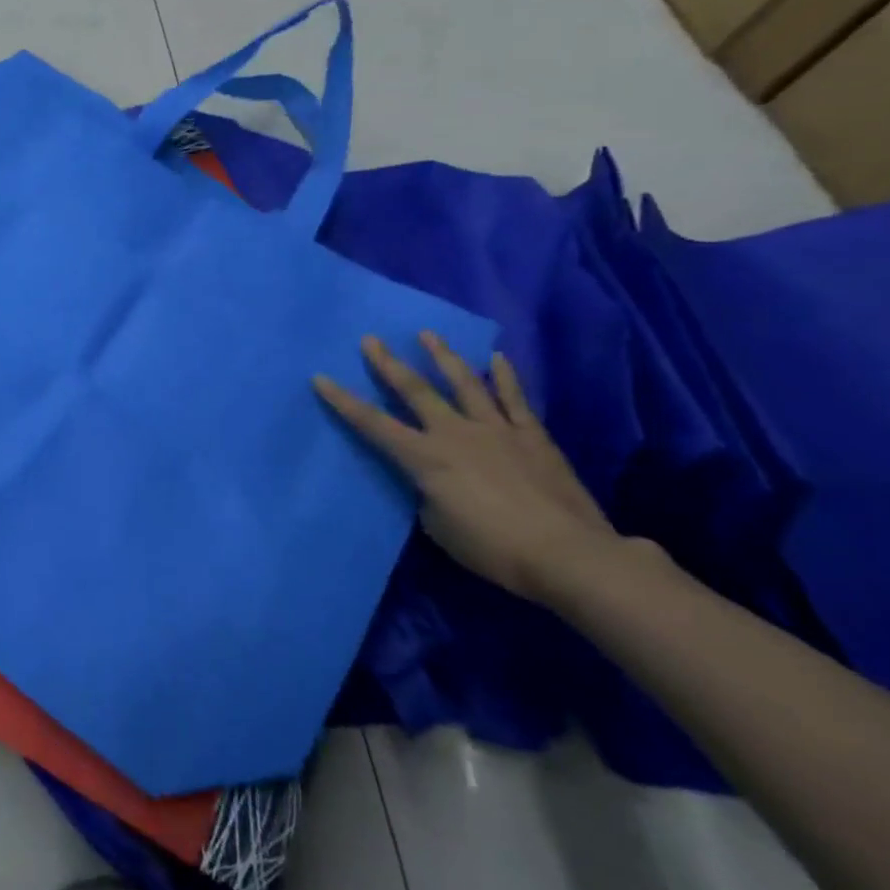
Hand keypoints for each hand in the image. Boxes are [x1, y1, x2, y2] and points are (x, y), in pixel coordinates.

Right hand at [314, 334, 618, 603]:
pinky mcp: (532, 436)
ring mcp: (496, 430)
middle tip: (371, 339)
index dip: (344, 401)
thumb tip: (433, 480)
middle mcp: (455, 433)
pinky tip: (497, 357)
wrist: (568, 555)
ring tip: (427, 334)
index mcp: (426, 458)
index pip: (373, 424)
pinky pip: (515, 399)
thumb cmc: (493, 548)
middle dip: (388, 364)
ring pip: (464, 383)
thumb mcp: (440, 527)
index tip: (321, 378)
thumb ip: (429, 494)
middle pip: (415, 391)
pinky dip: (506, 376)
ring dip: (443, 356)